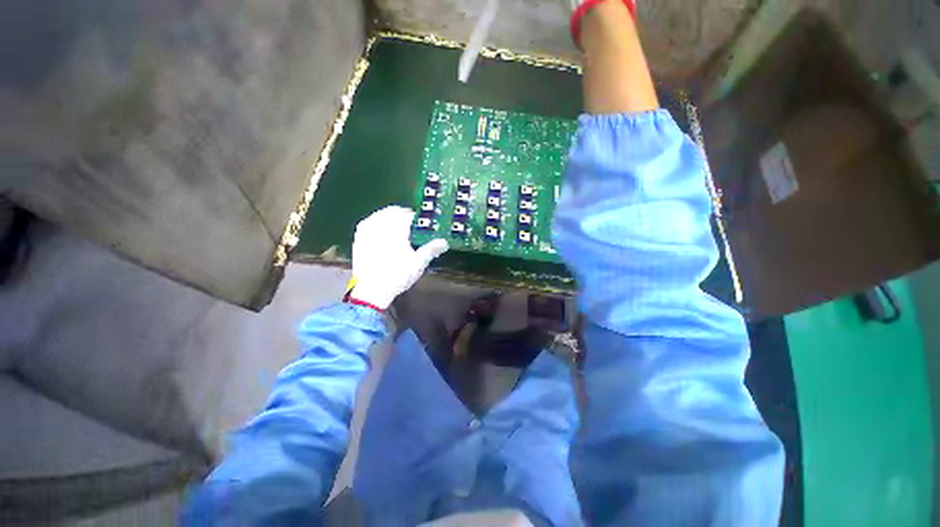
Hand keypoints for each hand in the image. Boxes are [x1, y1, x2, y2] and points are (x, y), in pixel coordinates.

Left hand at [348, 206, 448, 309]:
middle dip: (404, 216)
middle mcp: (380, 225)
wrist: (371, 290)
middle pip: (394, 211)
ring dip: (391, 217)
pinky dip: (378, 223)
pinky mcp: (358, 237)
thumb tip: (445, 242)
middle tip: (412, 227)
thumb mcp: (418, 263)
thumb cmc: (397, 275)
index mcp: (396, 228)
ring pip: (381, 215)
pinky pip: (369, 222)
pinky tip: (382, 232)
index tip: (423, 225)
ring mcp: (367, 230)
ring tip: (398, 228)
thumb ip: (431, 249)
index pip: (408, 215)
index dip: (417, 219)